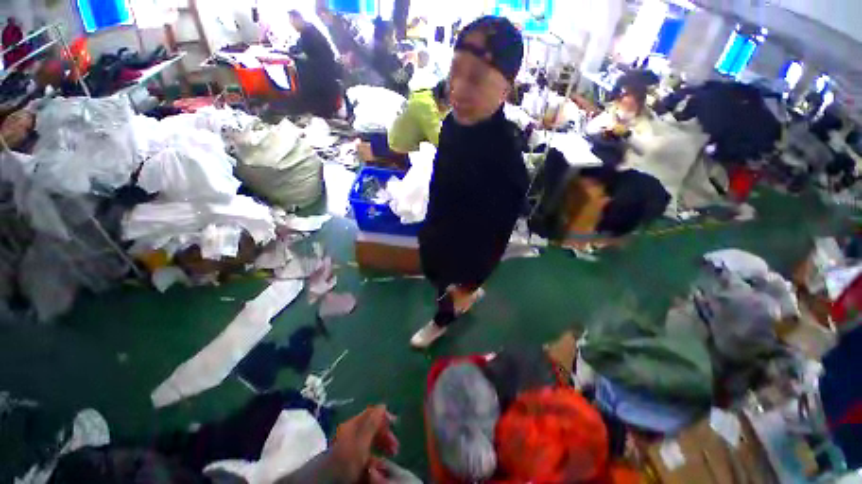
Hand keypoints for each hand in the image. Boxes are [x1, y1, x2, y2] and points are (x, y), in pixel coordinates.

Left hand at [331, 405, 398, 482]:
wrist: (325, 482)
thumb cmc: (344, 461)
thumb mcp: (360, 442)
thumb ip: (371, 423)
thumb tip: (383, 405)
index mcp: (353, 425)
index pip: (371, 413)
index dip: (384, 416)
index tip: (396, 425)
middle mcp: (351, 433)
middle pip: (372, 428)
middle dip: (385, 436)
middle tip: (395, 448)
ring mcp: (349, 448)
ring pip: (370, 444)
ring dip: (381, 450)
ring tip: (389, 460)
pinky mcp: (349, 462)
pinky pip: (365, 457)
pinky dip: (374, 460)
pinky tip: (378, 468)